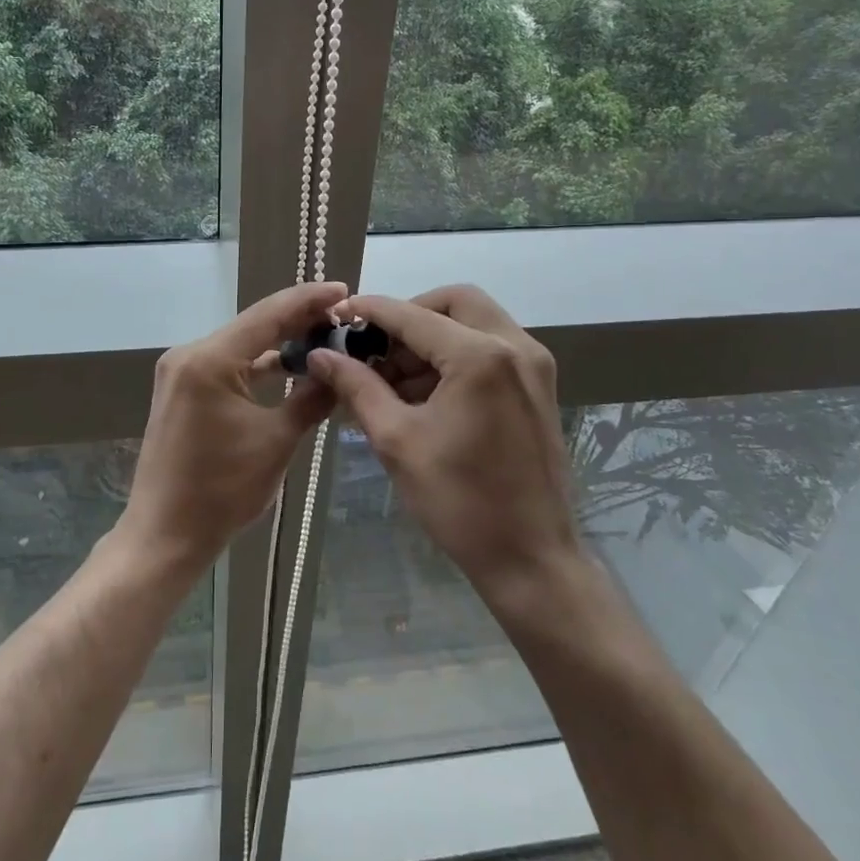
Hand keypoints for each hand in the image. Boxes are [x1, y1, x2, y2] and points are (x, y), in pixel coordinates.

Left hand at [118, 281, 345, 569]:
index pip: (268, 315)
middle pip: (253, 325)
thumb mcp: (277, 442)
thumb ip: (311, 398)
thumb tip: (340, 371)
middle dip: (297, 318)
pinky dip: (256, 365)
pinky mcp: (181, 390)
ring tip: (323, 335)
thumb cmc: (222, 491)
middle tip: (341, 313)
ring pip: (240, 344)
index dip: (308, 300)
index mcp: (208, 360)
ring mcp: (181, 372)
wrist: (165, 534)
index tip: (344, 289)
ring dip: (278, 342)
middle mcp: (189, 354)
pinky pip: (227, 365)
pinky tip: (287, 365)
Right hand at [305, 285, 579, 603]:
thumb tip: (320, 356)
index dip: (370, 311)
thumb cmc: (460, 501)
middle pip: (454, 301)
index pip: (413, 315)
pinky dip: (456, 354)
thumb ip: (357, 387)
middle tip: (376, 347)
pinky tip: (426, 392)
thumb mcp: (397, 440)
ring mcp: (534, 364)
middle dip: (410, 316)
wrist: (532, 559)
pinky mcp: (539, 385)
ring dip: (433, 336)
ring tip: (393, 377)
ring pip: (475, 321)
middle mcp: (515, 346)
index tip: (337, 316)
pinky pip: (492, 346)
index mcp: (480, 356)